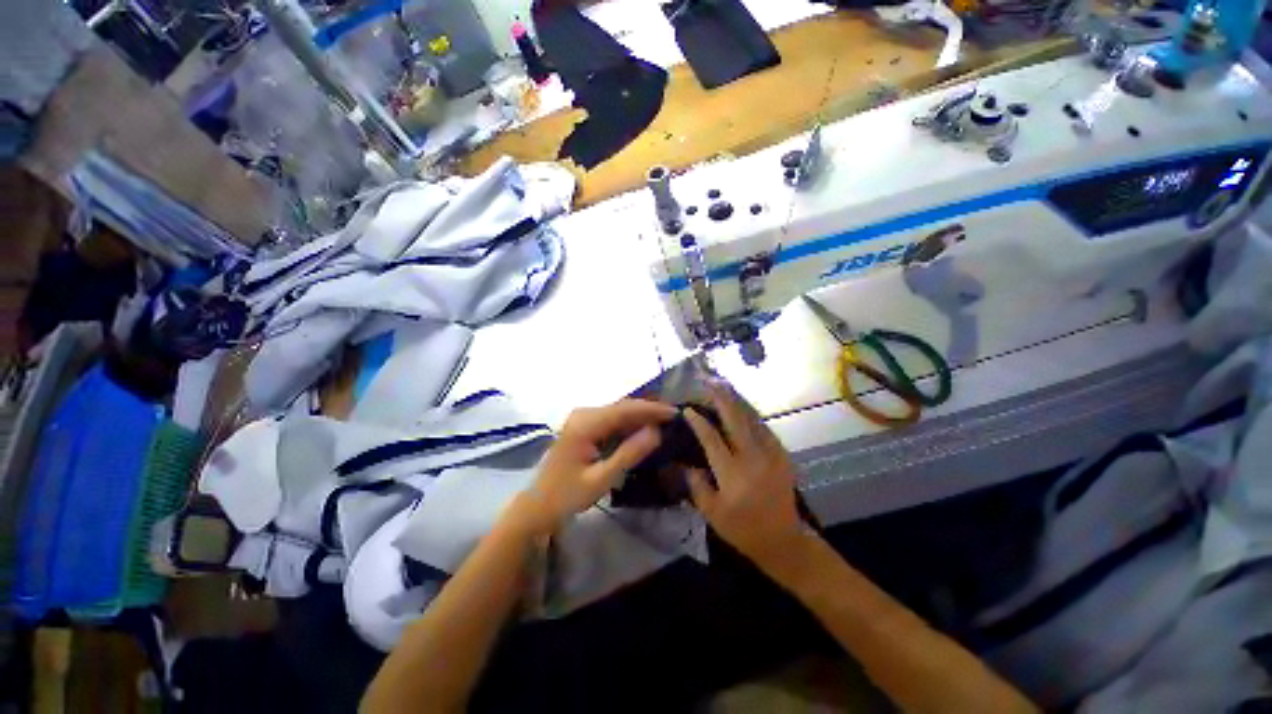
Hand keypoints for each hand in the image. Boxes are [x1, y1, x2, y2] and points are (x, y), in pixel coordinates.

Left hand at [510, 399, 676, 533]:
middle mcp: (584, 414)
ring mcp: (582, 418)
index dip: (652, 409)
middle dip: (648, 410)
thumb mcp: (601, 479)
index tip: (675, 412)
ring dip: (640, 416)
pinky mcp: (583, 425)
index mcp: (585, 424)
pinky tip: (643, 429)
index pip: (625, 410)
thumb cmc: (567, 496)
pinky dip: (629, 423)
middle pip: (622, 406)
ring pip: (618, 411)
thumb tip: (656, 432)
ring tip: (664, 421)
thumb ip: (629, 454)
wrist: (537, 505)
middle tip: (674, 418)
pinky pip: (611, 419)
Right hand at [684, 382, 805, 570]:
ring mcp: (771, 455)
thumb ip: (697, 485)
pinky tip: (743, 409)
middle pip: (734, 420)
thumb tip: (686, 463)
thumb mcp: (712, 513)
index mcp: (732, 473)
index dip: (698, 422)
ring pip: (752, 420)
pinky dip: (752, 416)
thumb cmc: (743, 529)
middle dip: (721, 399)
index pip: (711, 439)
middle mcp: (752, 458)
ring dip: (737, 402)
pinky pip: (765, 429)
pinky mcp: (782, 456)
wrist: (784, 540)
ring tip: (725, 388)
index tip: (687, 410)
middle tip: (709, 383)